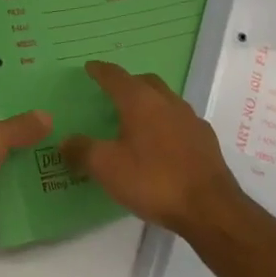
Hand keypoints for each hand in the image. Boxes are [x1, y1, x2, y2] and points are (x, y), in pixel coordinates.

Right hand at [61, 60, 244, 233]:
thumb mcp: (107, 168)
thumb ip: (82, 151)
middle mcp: (168, 102)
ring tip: (136, 120)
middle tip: (112, 94)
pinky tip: (161, 144)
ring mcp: (191, 120)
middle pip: (145, 82)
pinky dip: (166, 124)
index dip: (100, 71)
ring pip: (166, 100)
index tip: (89, 68)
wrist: (210, 208)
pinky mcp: (206, 140)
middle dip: (128, 83)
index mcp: (141, 102)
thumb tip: (65, 141)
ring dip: (149, 103)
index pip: (116, 76)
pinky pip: (180, 121)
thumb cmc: (153, 181)